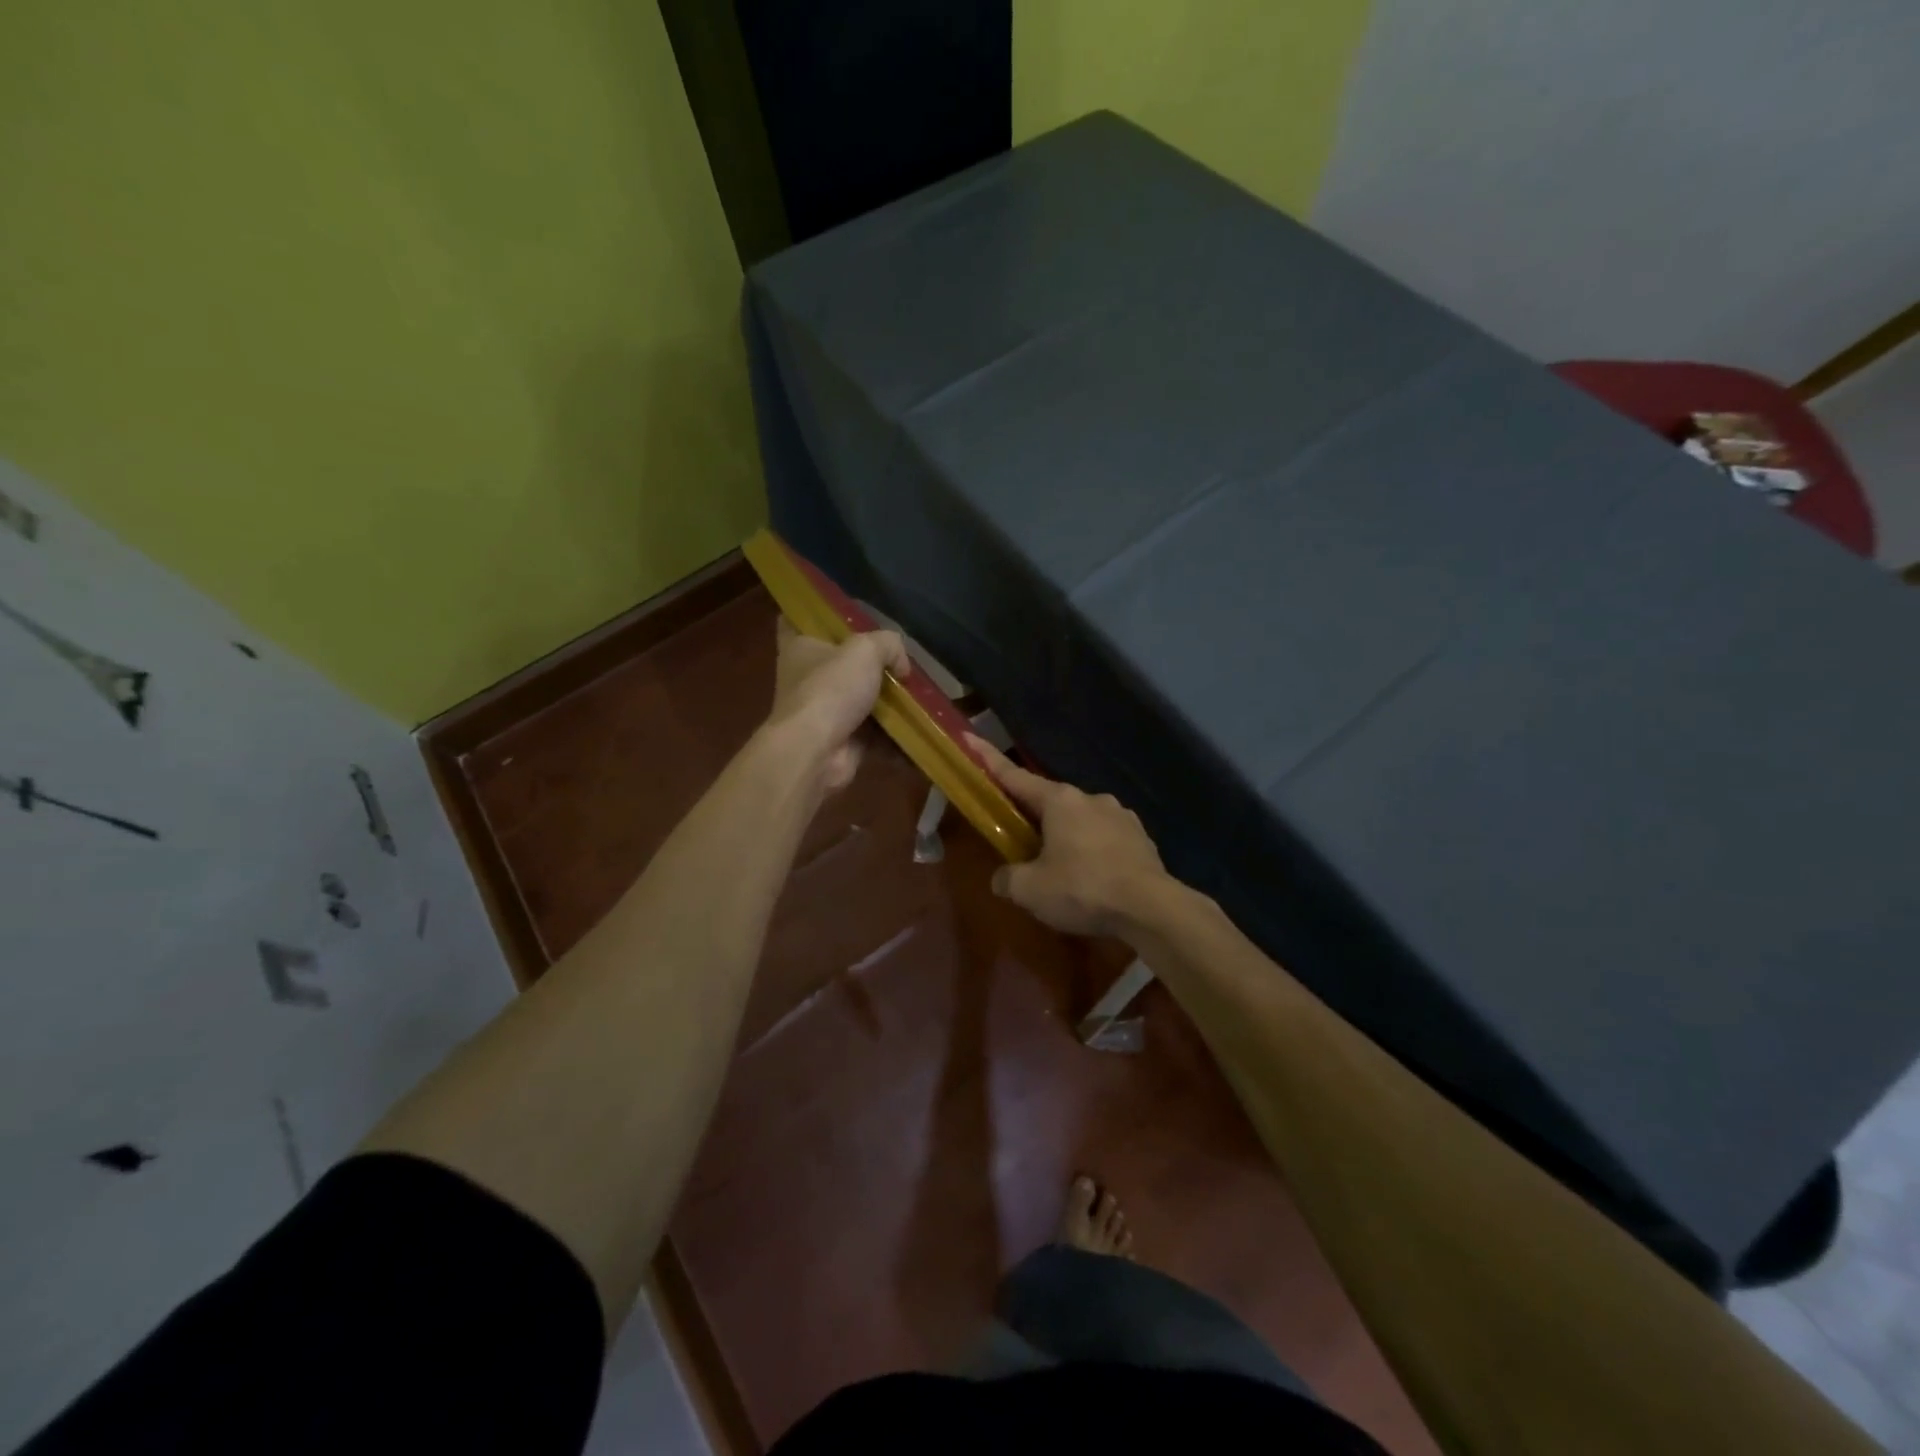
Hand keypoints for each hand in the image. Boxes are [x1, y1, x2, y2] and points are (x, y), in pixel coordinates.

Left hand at [766, 618, 908, 791]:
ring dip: (888, 701)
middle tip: (900, 660)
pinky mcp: (842, 740)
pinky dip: (895, 734)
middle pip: (839, 662)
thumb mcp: (865, 650)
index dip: (816, 615)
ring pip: (861, 699)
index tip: (842, 615)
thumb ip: (889, 645)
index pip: (797, 620)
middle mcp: (807, 678)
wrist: (816, 751)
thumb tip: (901, 666)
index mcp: (800, 647)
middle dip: (870, 663)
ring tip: (920, 695)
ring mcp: (824, 712)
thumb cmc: (831, 689)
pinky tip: (920, 728)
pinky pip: (874, 733)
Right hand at [967, 736, 1168, 937]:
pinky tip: (1093, 878)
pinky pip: (1106, 839)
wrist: (1151, 908)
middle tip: (1021, 840)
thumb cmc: (1083, 889)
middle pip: (1051, 802)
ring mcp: (1121, 816)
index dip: (989, 760)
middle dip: (1034, 817)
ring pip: (1082, 821)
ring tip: (1062, 869)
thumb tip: (1002, 878)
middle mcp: (1091, 798)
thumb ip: (1008, 879)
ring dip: (1068, 836)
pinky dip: (1094, 852)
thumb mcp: (1031, 890)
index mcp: (1059, 801)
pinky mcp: (1141, 838)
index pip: (1015, 777)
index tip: (970, 739)